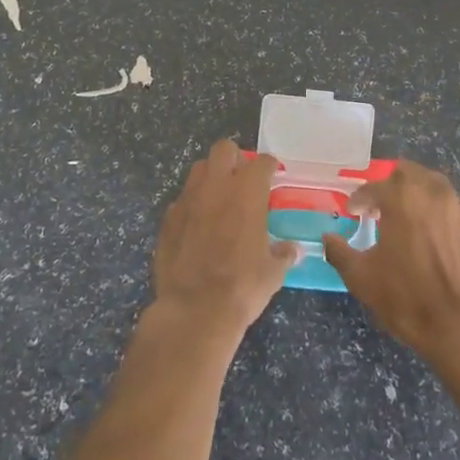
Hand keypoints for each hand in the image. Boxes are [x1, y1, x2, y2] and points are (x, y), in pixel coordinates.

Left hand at [151, 139, 298, 345]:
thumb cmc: (242, 286)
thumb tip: (291, 250)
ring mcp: (188, 199)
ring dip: (211, 176)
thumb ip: (283, 254)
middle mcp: (216, 186)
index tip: (272, 175)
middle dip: (235, 158)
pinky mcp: (168, 218)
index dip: (269, 166)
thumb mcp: (273, 272)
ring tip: (219, 197)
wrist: (194, 310)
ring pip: (199, 169)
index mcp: (247, 192)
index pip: (261, 162)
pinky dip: (192, 204)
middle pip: (224, 149)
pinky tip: (197, 224)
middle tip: (242, 178)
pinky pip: (182, 199)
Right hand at [323, 159, 459, 360]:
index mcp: (402, 198)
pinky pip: (457, 216)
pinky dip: (444, 222)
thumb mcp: (361, 277)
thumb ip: (339, 252)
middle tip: (384, 206)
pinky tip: (439, 245)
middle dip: (393, 185)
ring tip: (413, 220)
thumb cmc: (405, 297)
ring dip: (421, 197)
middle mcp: (434, 193)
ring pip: (437, 189)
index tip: (354, 210)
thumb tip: (327, 239)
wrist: (459, 328)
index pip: (374, 187)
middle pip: (410, 173)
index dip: (360, 198)